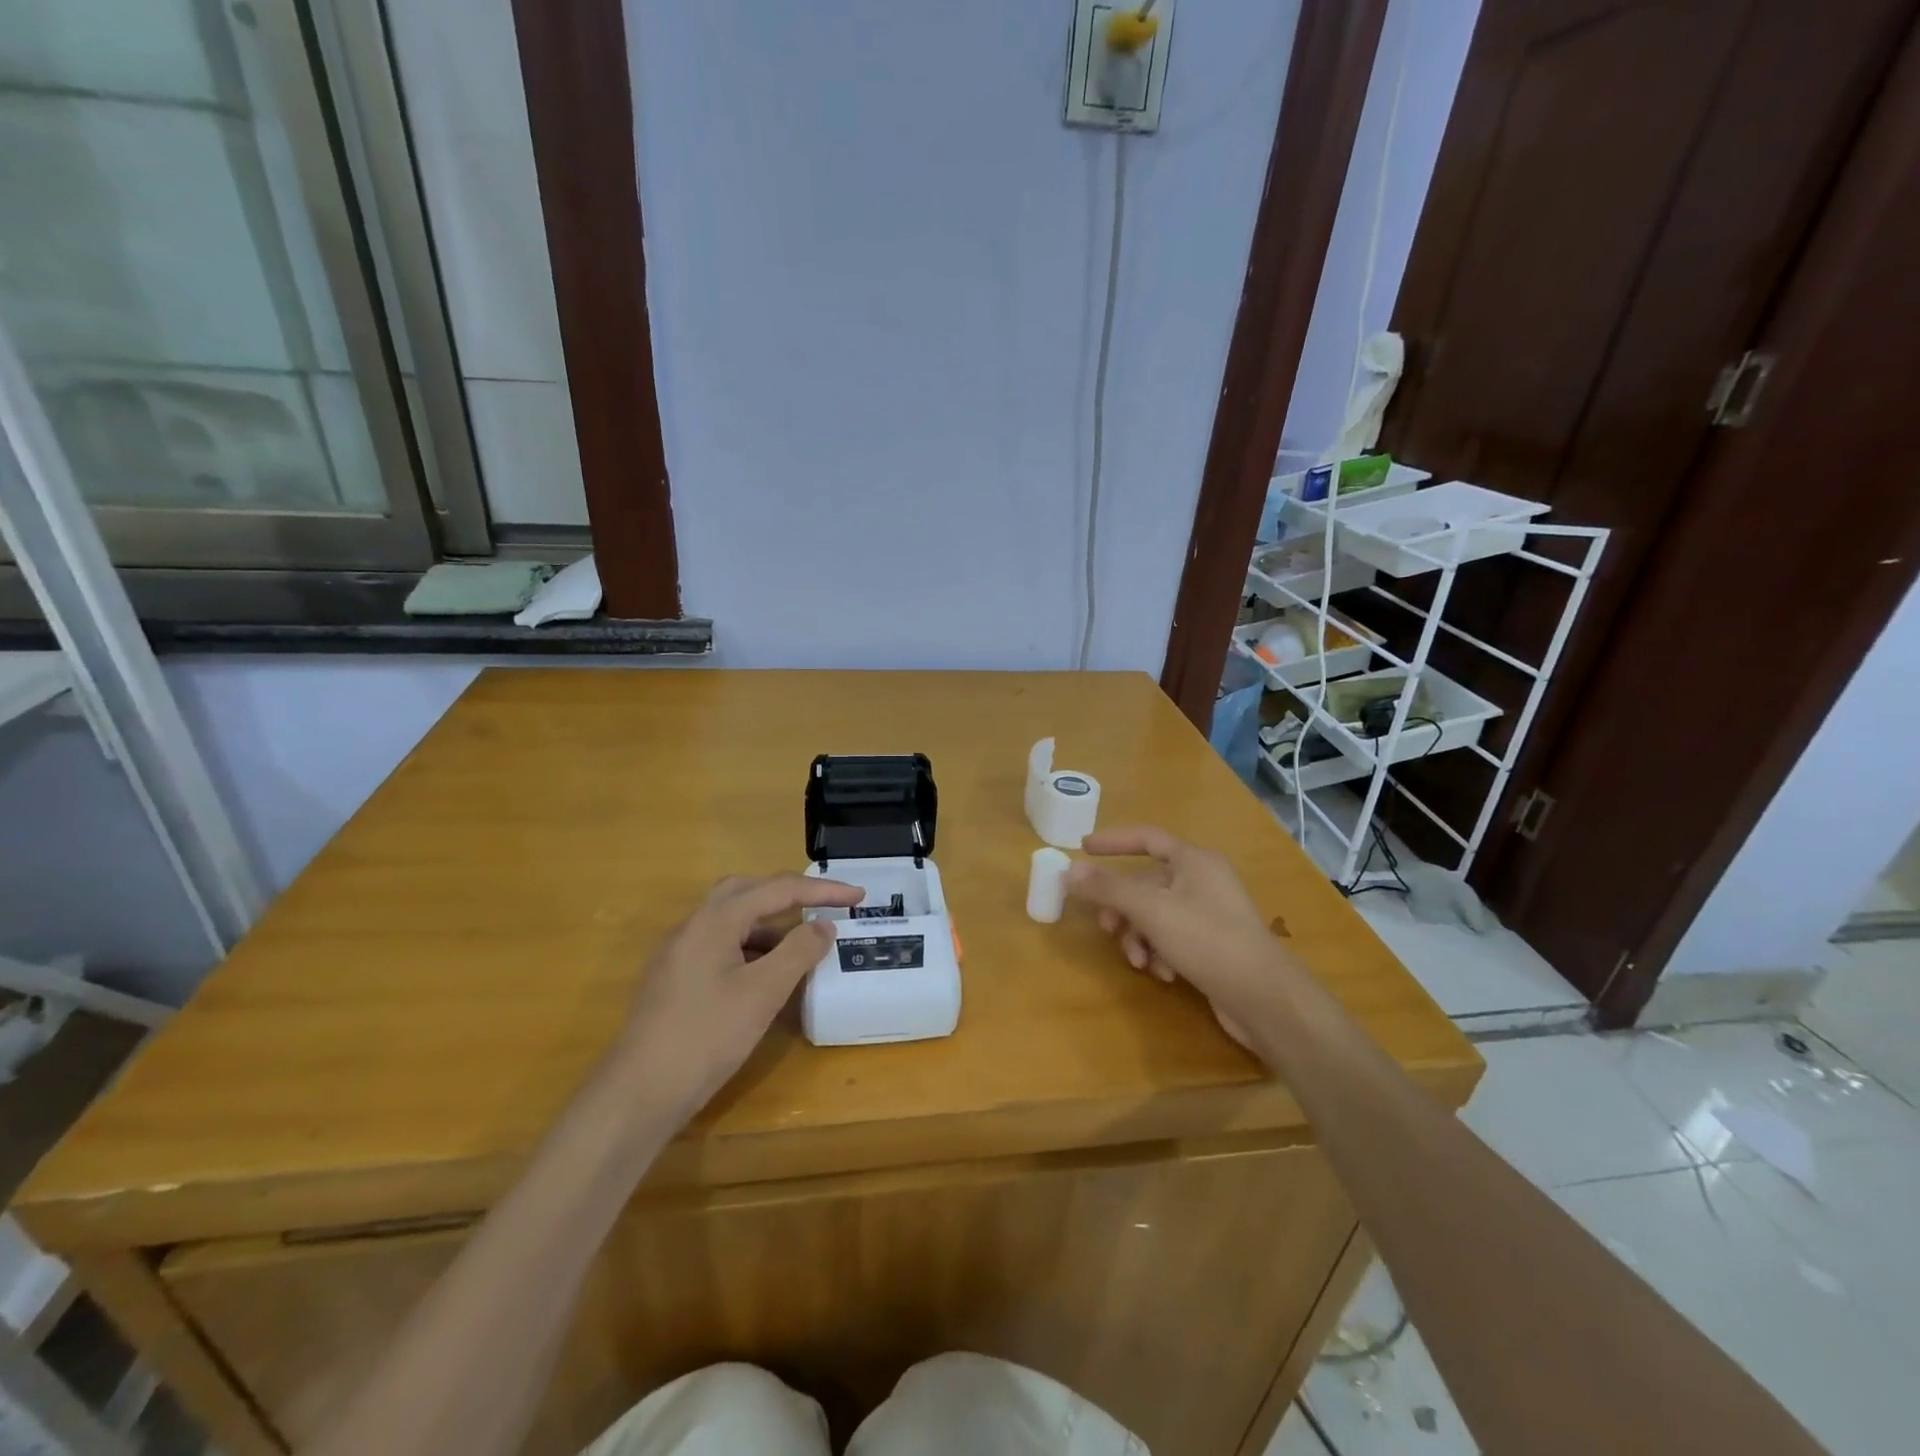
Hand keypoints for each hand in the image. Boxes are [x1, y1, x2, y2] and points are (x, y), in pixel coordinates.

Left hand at [614, 873, 863, 1115]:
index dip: (822, 890)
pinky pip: (721, 945)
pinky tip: (767, 974)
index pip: (777, 889)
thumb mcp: (763, 993)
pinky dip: (751, 947)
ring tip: (802, 944)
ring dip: (770, 923)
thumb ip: (798, 952)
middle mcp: (693, 927)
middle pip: (747, 891)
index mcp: (714, 920)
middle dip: (789, 894)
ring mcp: (679, 954)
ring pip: (732, 920)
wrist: (639, 1093)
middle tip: (823, 906)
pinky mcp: (675, 979)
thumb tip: (823, 925)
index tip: (859, 896)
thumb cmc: (706, 1036)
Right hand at [1065, 826, 1289, 1051]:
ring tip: (1140, 961)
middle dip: (1123, 908)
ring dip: (1140, 937)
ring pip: (1156, 915)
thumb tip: (1069, 870)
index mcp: (1194, 861)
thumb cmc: (1208, 940)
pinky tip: (1164, 974)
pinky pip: (1172, 937)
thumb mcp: (1152, 911)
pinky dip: (1160, 952)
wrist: (1264, 999)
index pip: (1147, 838)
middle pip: (1147, 883)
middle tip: (1106, 928)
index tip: (1083, 847)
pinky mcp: (1212, 945)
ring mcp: (1210, 914)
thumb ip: (1109, 889)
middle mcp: (1203, 880)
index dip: (1114, 841)